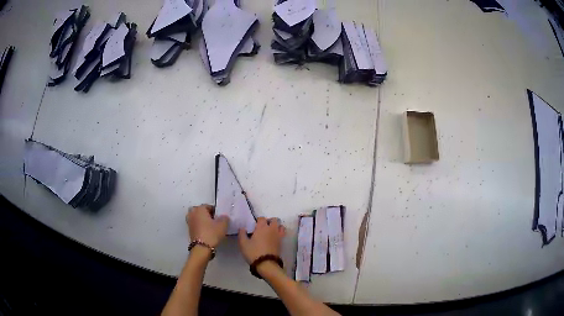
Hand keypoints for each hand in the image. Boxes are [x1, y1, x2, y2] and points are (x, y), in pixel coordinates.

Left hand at [186, 204, 229, 247]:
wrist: (202, 248)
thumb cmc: (212, 233)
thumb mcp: (223, 225)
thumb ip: (224, 218)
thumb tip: (223, 217)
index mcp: (199, 209)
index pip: (208, 206)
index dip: (216, 211)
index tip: (221, 217)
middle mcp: (192, 213)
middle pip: (201, 211)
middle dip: (207, 214)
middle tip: (215, 220)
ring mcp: (189, 222)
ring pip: (197, 217)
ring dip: (203, 220)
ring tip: (211, 226)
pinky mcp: (189, 230)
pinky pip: (196, 224)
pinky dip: (200, 226)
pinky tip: (207, 231)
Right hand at [238, 217, 285, 263]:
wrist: (266, 264)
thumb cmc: (253, 252)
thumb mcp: (243, 243)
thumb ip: (242, 234)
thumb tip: (242, 228)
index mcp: (262, 227)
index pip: (262, 218)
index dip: (258, 220)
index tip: (254, 226)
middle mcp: (272, 229)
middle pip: (274, 220)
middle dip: (269, 221)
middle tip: (263, 227)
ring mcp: (278, 236)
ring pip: (280, 226)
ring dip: (276, 227)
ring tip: (270, 232)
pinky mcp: (281, 242)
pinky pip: (282, 234)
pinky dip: (279, 233)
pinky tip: (273, 238)